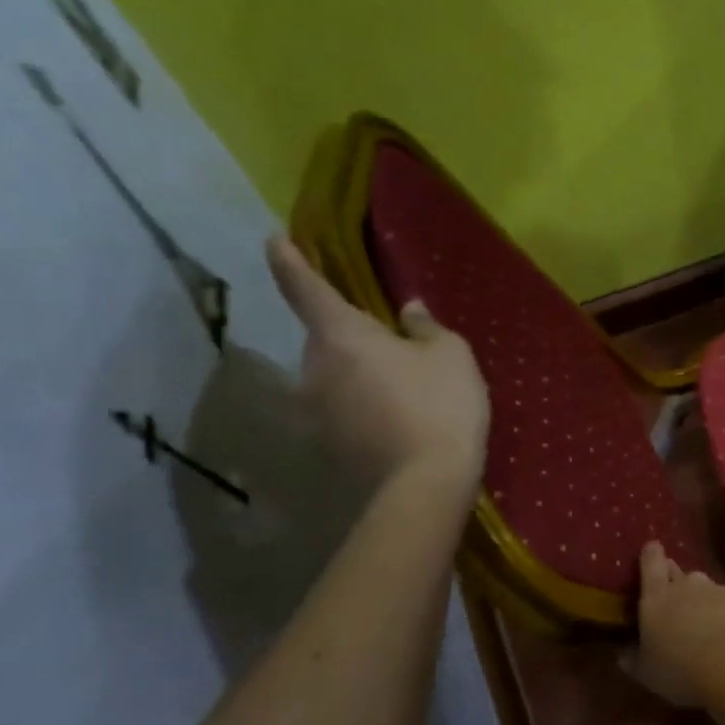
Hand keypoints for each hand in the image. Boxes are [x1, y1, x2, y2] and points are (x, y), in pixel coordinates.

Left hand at [266, 235, 489, 499]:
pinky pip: (345, 410)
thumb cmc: (440, 404)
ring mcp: (316, 410)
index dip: (290, 261)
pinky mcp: (328, 443)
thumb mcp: (451, 356)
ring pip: (336, 377)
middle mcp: (315, 368)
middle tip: (395, 343)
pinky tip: (401, 419)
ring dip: (361, 374)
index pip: (306, 288)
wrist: (426, 484)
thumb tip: (409, 312)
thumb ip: (427, 328)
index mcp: (342, 336)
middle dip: (353, 335)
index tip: (273, 240)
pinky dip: (366, 406)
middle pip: (327, 339)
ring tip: (406, 388)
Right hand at [633, 542, 724, 707]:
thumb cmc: (680, 668)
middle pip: (676, 570)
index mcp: (656, 595)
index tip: (650, 553)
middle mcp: (686, 583)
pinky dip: (722, 612)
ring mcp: (716, 589)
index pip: (651, 560)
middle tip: (669, 600)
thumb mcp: (646, 672)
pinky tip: (724, 634)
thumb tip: (622, 652)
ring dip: (699, 599)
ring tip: (699, 624)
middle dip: (672, 579)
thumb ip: (632, 658)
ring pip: (702, 587)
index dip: (651, 555)